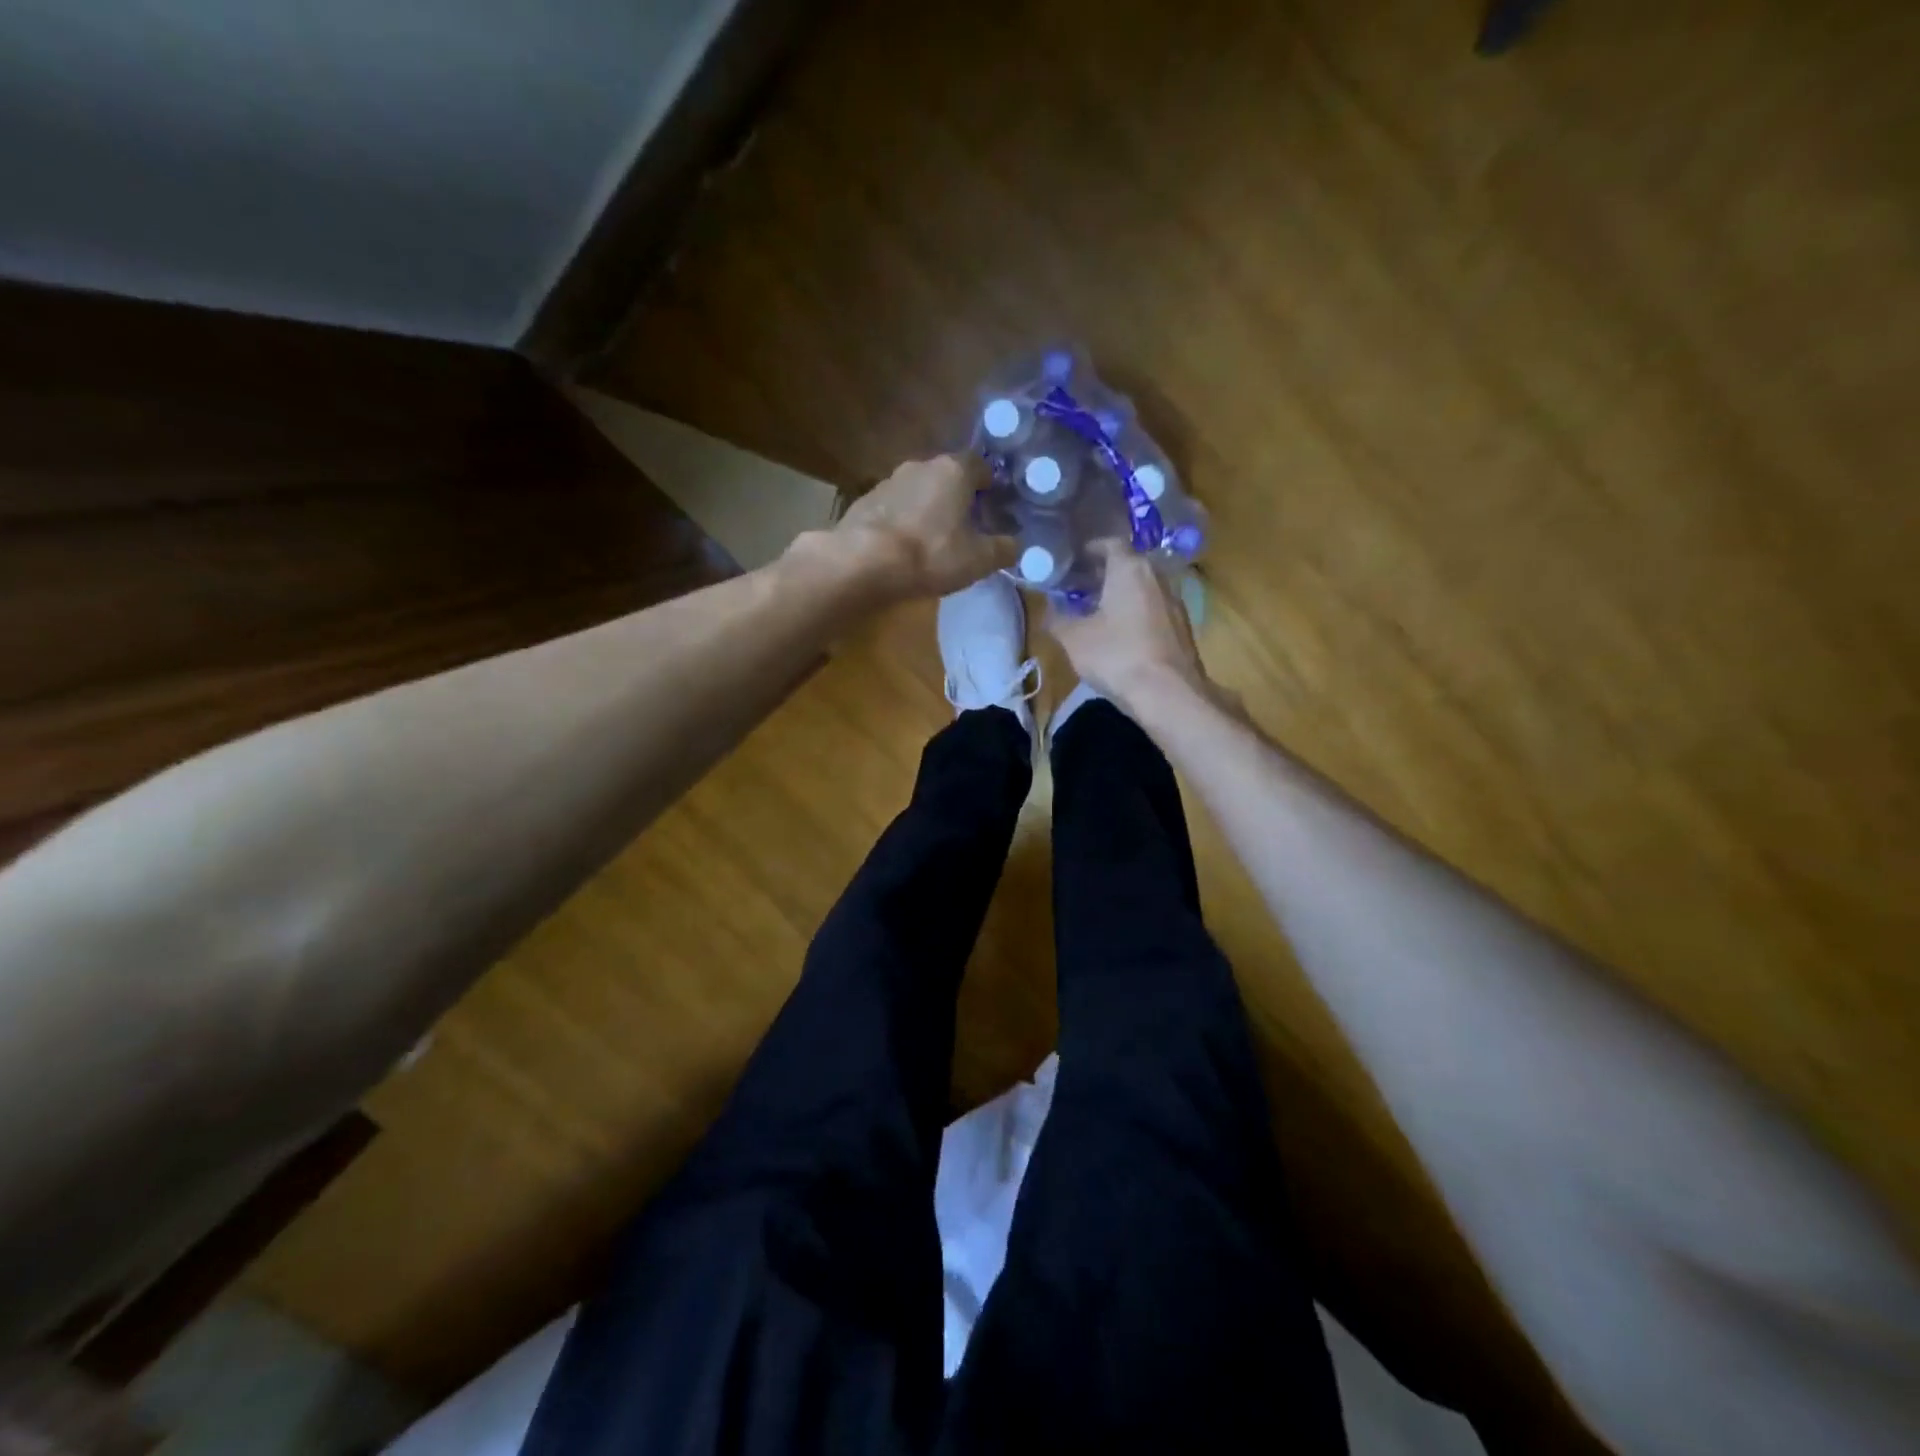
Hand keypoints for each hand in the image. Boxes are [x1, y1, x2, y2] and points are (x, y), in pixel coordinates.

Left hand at [830, 454, 1015, 601]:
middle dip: (957, 496)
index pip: (980, 465)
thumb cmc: (931, 554)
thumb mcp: (978, 559)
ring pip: (918, 490)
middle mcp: (920, 465)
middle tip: (965, 525)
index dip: (990, 484)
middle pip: (947, 476)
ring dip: (927, 508)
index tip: (994, 504)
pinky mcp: (864, 501)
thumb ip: (1002, 549)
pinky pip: (894, 507)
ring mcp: (888, 481)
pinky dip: (902, 520)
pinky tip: (903, 545)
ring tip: (932, 538)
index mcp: (954, 471)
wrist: (863, 561)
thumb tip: (1015, 546)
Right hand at [1047, 542, 1210, 717]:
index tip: (1074, 559)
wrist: (1168, 694)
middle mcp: (1157, 577)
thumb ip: (1057, 619)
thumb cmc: (1117, 656)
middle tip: (1080, 585)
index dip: (1091, 549)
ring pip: (1143, 588)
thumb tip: (1047, 610)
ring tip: (1097, 610)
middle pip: (1129, 565)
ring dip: (1121, 594)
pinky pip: (1154, 609)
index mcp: (1130, 570)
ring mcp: (1174, 603)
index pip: (1111, 544)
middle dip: (1104, 573)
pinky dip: (1136, 612)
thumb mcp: (1074, 638)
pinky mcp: (1183, 628)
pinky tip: (1121, 634)